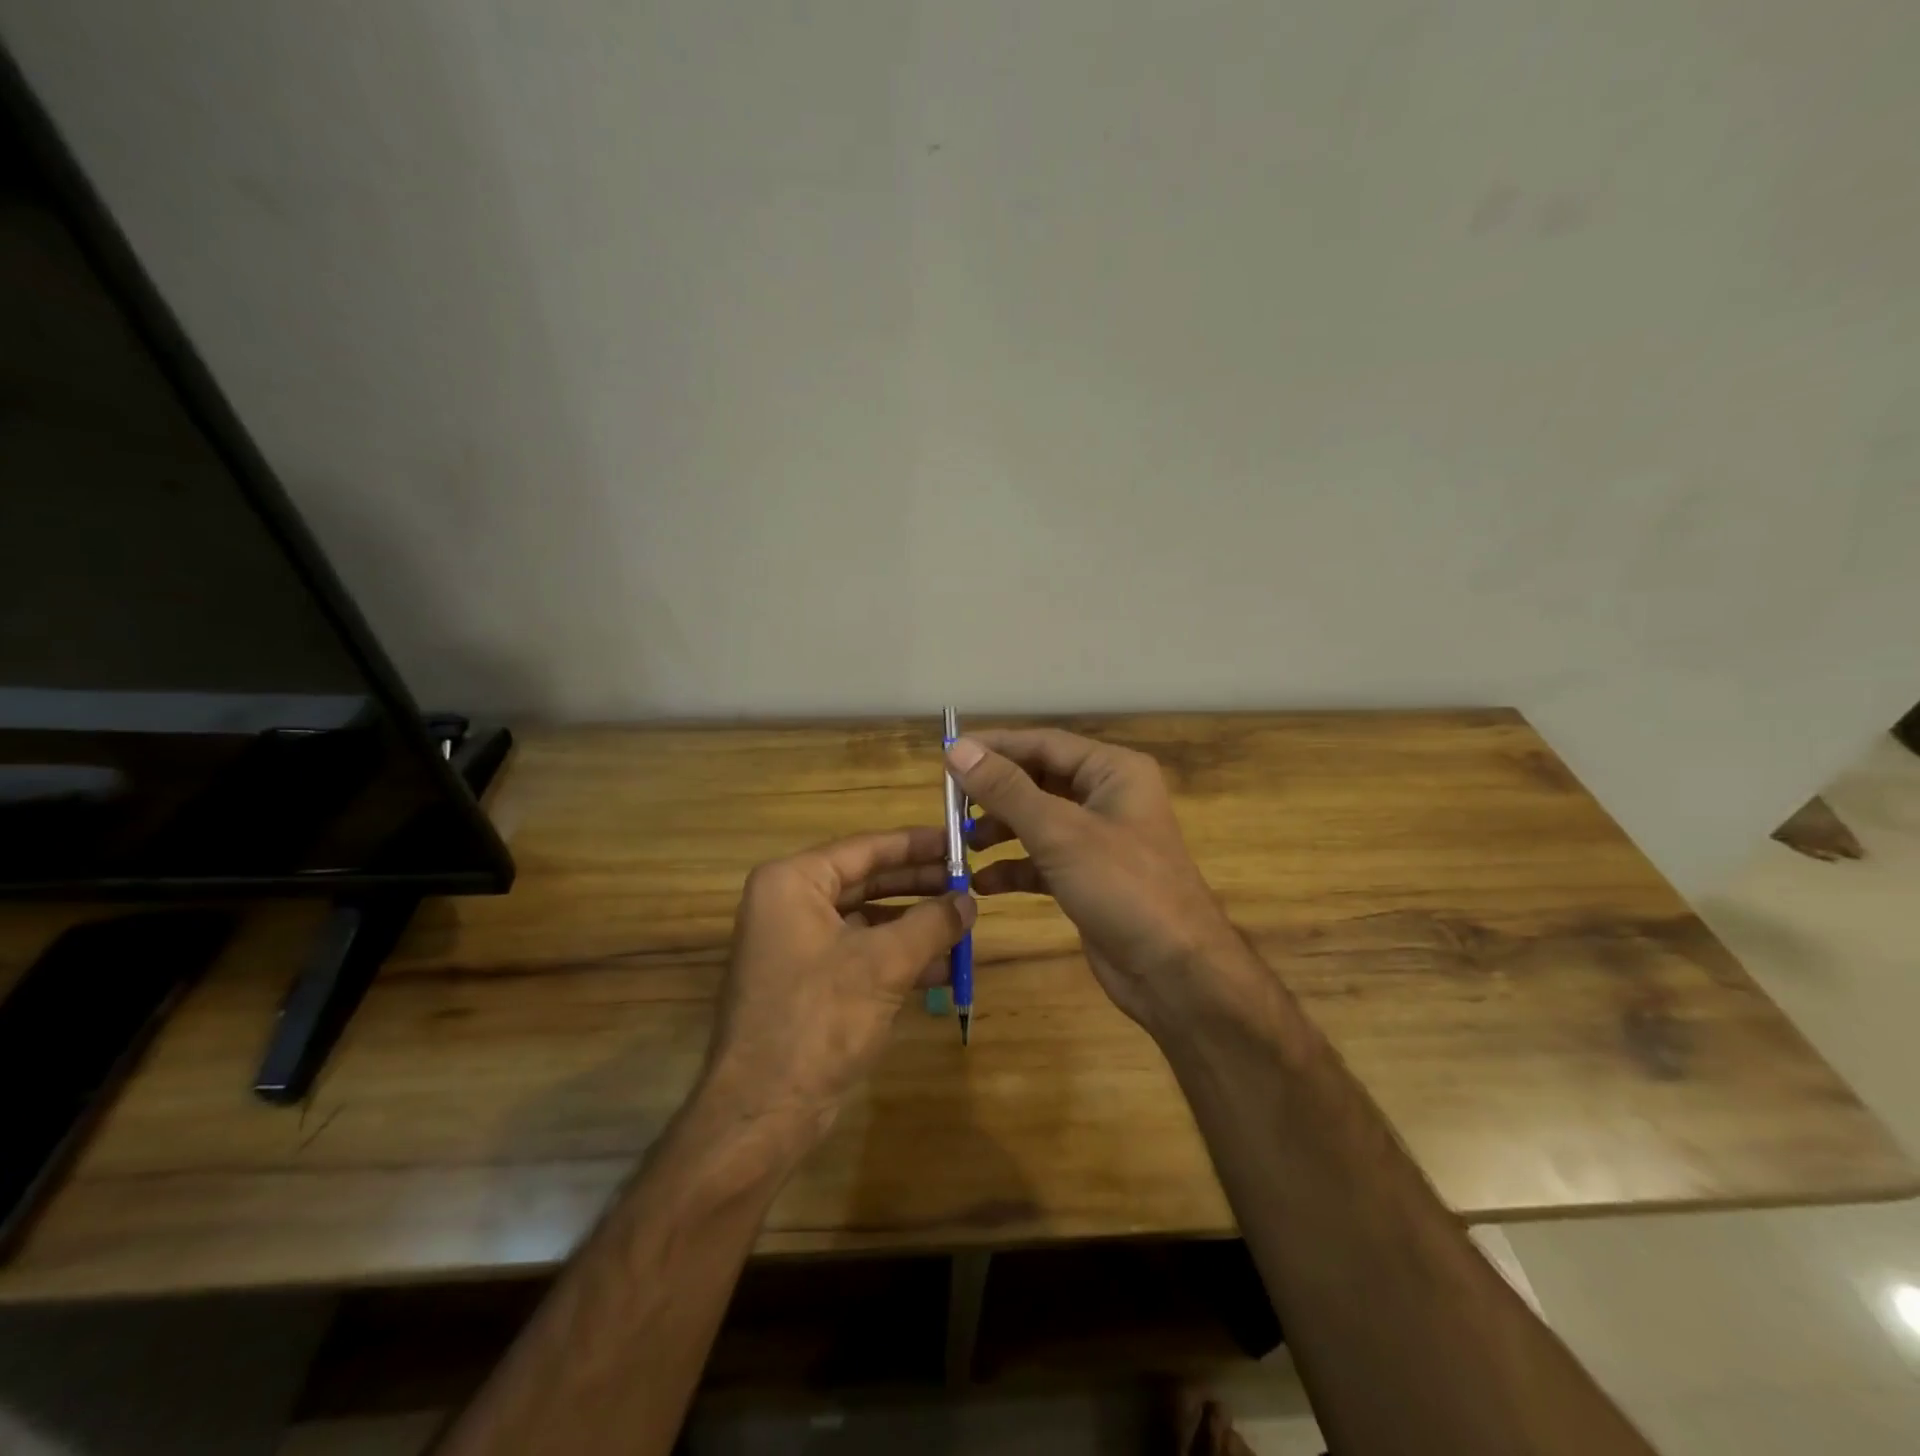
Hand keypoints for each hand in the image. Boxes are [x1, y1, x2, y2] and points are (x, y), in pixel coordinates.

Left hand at [700, 828, 974, 1148]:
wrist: (765, 1111)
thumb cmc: (820, 1018)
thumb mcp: (884, 963)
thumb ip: (931, 923)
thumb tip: (968, 901)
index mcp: (793, 883)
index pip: (865, 848)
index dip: (916, 845)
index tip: (959, 842)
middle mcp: (789, 905)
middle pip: (866, 881)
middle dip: (919, 886)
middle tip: (967, 883)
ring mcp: (796, 946)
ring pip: (867, 920)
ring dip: (915, 925)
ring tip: (964, 924)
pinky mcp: (808, 982)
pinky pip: (860, 954)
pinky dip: (899, 957)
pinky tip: (943, 968)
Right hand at [945, 729, 1244, 1034]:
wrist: (1174, 972)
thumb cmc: (1123, 886)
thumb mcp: (1060, 832)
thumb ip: (1006, 789)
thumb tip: (957, 749)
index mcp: (1113, 771)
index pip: (1043, 743)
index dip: (994, 747)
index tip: (946, 755)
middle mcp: (1106, 797)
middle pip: (1038, 780)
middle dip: (994, 793)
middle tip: (949, 805)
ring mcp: (1098, 840)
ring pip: (1037, 821)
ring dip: (999, 831)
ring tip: (961, 843)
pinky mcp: (1088, 878)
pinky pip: (1042, 860)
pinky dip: (1014, 868)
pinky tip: (983, 882)